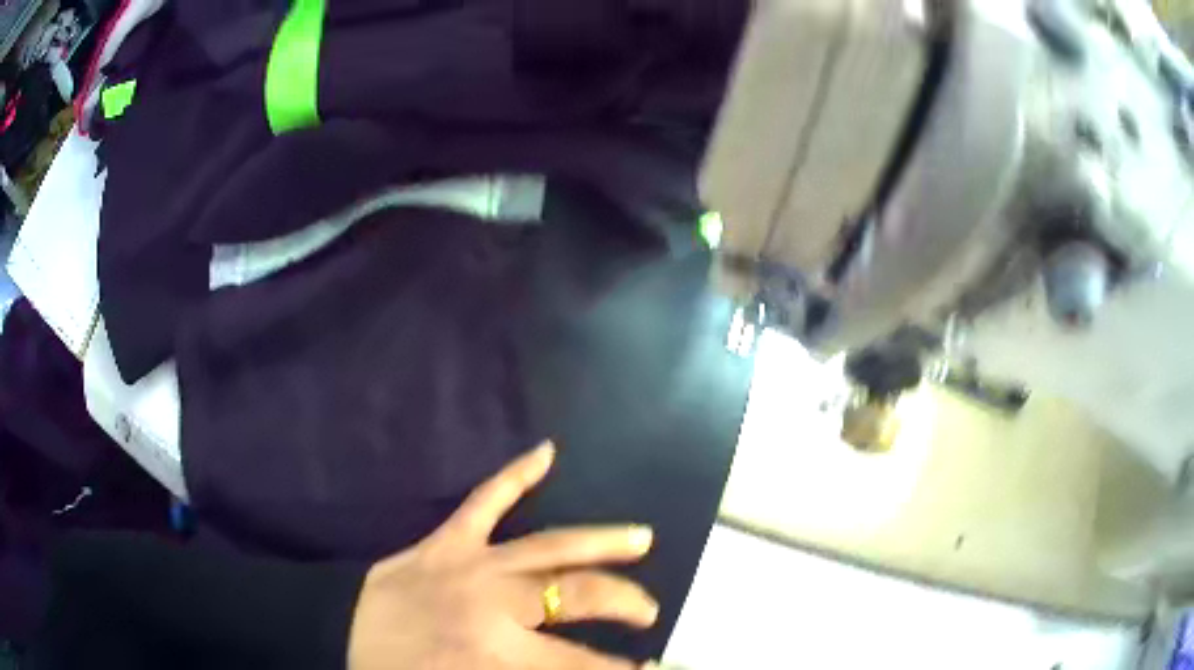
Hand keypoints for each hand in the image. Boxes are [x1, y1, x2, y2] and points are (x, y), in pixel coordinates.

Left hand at [348, 441, 658, 669]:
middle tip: (650, 612)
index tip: (650, 668)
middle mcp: (492, 601)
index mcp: (497, 652)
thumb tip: (580, 669)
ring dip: (601, 543)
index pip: (583, 664)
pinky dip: (515, 475)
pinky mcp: (441, 541)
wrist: (332, 637)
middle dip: (624, 604)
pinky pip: (483, 501)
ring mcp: (466, 562)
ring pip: (548, 546)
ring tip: (641, 539)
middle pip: (578, 594)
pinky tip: (546, 452)